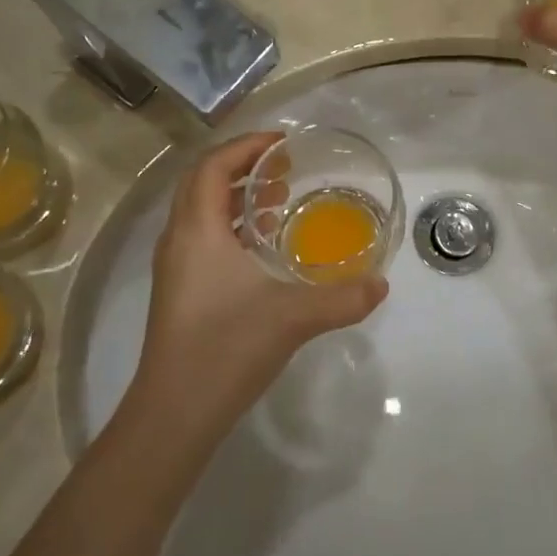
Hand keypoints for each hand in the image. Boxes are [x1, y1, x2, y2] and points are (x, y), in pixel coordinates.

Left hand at [126, 133, 388, 447]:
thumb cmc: (227, 349)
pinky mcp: (178, 289)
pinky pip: (202, 236)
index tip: (284, 143)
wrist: (175, 411)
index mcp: (197, 230)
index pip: (213, 166)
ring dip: (235, 195)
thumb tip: (381, 285)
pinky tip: (261, 246)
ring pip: (200, 210)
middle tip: (283, 166)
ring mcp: (174, 266)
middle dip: (241, 166)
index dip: (247, 146)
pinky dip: (230, 224)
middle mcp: (178, 239)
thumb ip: (343, 299)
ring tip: (277, 199)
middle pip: (201, 181)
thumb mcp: (293, 318)